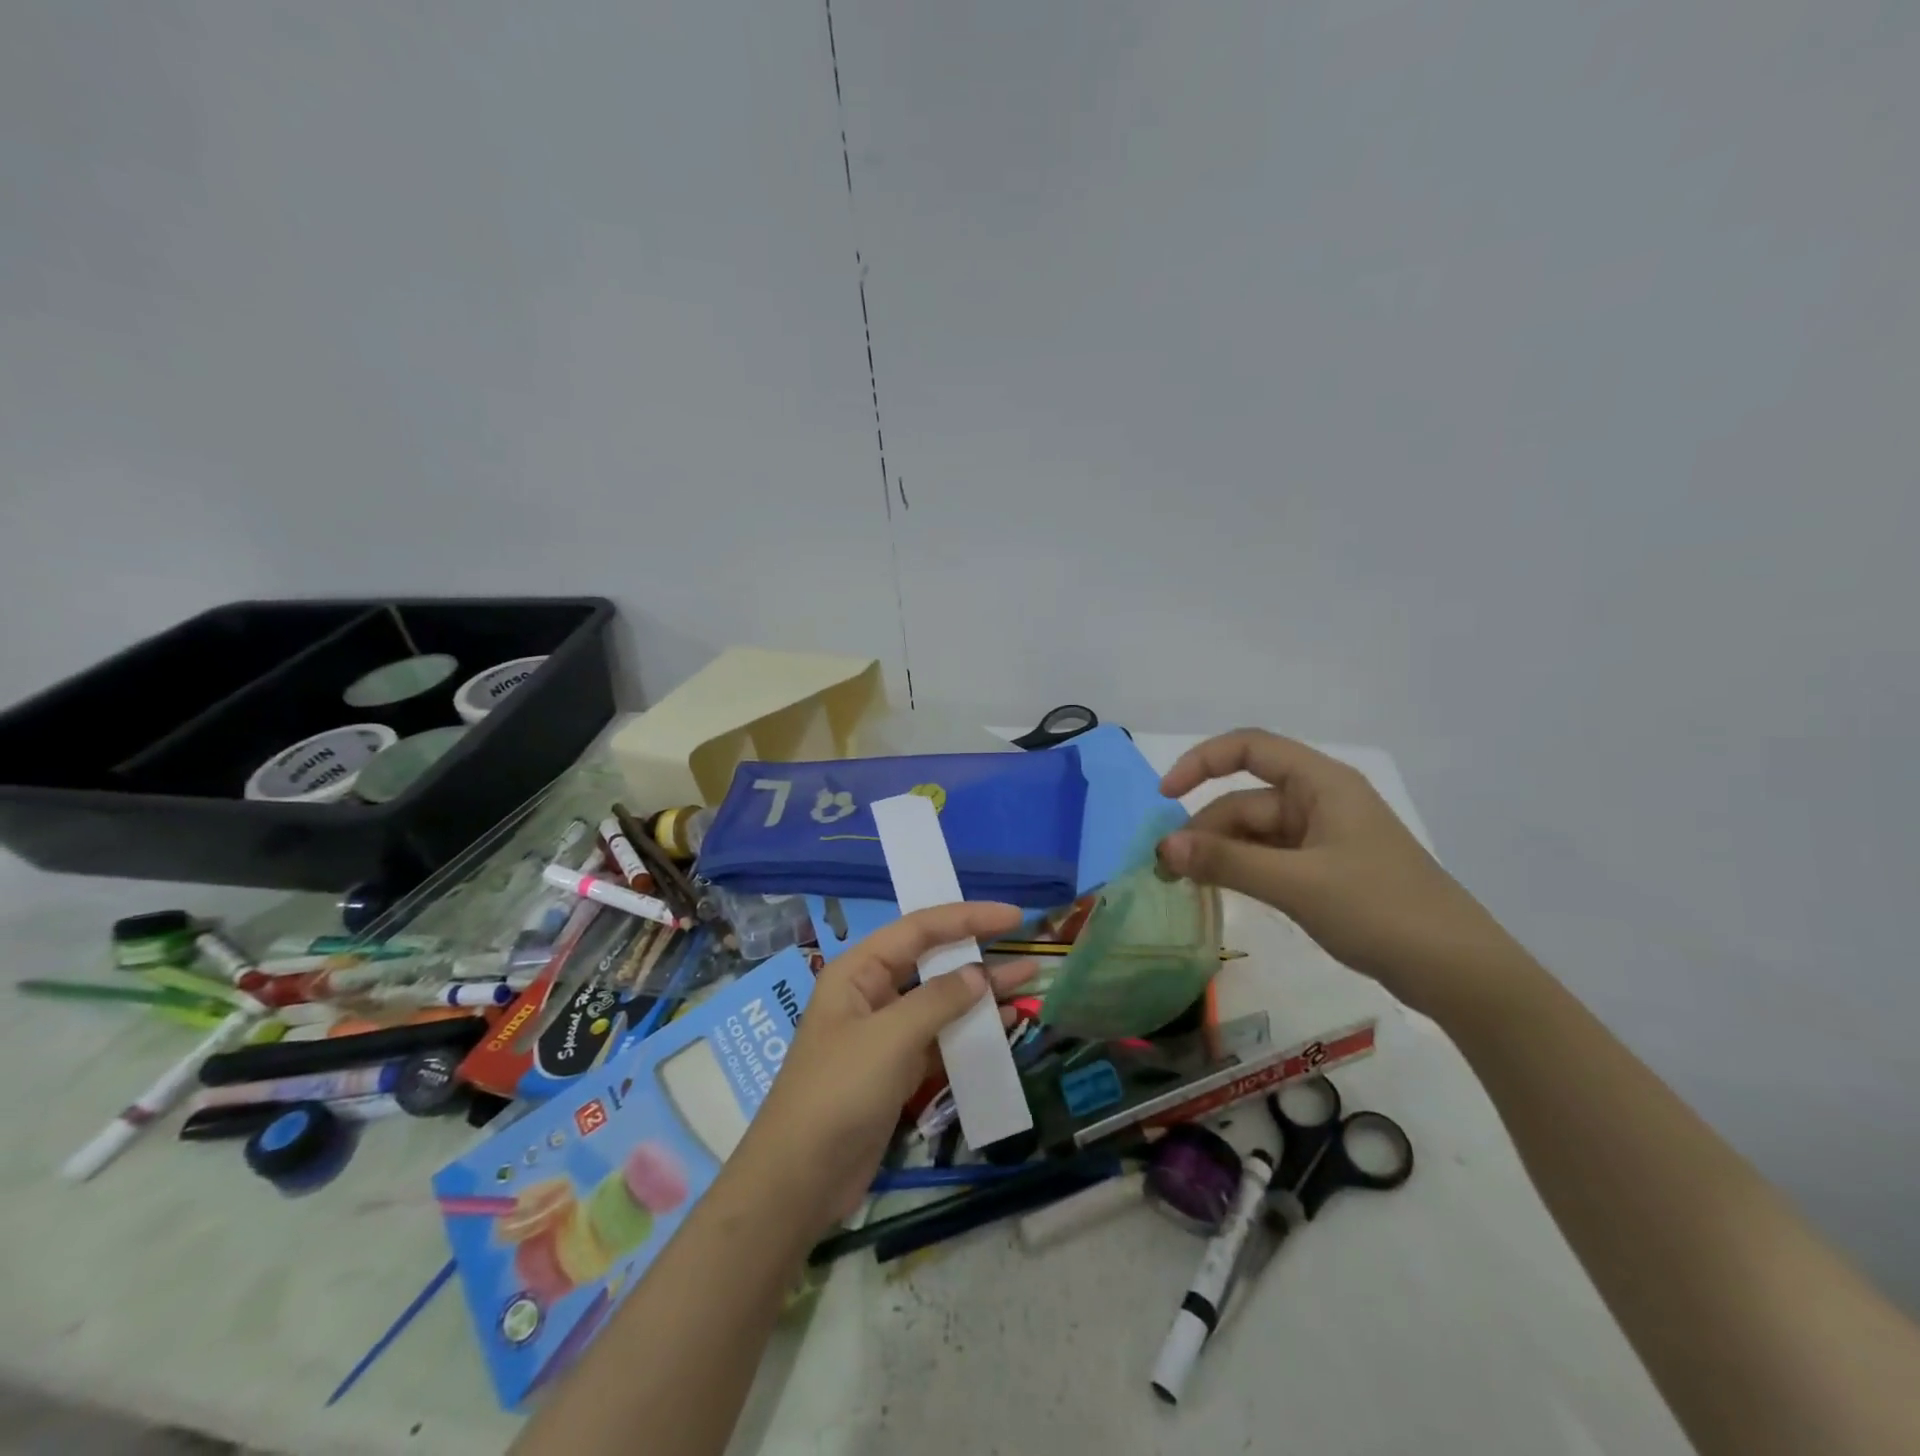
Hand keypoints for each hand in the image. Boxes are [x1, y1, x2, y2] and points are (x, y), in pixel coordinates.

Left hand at [731, 903, 1035, 1235]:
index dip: (967, 917)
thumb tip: (979, 974)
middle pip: (931, 960)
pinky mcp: (897, 1069)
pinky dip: (971, 1030)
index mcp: (858, 971)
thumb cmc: (838, 1093)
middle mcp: (871, 993)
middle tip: (1025, 945)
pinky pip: (941, 1037)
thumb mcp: (890, 1038)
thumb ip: (938, 1000)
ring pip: (941, 1000)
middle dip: (977, 951)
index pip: (919, 929)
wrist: (800, 1180)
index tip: (1014, 916)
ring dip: (981, 992)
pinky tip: (1005, 1025)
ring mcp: (885, 1033)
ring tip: (1028, 982)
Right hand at [1157, 729, 1515, 1008]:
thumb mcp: (1296, 883)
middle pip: (1246, 799)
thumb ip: (1227, 861)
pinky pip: (1271, 859)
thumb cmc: (1380, 910)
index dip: (1201, 762)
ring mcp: (1325, 838)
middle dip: (1205, 828)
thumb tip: (1163, 846)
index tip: (1164, 795)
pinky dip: (1242, 870)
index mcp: (1322, 784)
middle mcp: (1321, 801)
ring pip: (1255, 833)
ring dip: (1220, 853)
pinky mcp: (1327, 872)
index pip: (1249, 748)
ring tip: (1185, 884)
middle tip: (1167, 869)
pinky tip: (1219, 890)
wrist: (1459, 972)